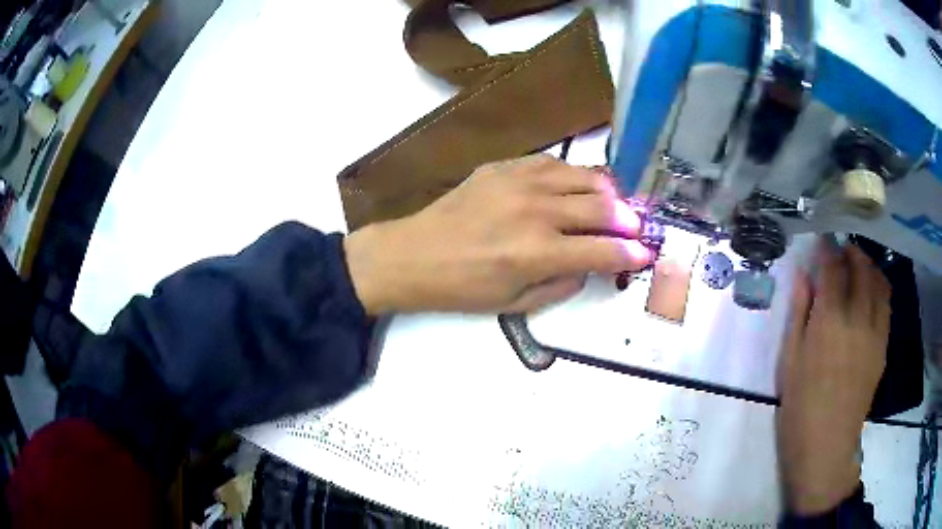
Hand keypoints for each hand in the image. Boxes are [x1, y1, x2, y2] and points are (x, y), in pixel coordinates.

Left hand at [343, 155, 652, 314]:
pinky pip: (554, 163)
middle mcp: (536, 212)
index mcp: (538, 253)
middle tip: (637, 228)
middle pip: (602, 209)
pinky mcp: (504, 166)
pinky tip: (576, 185)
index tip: (646, 254)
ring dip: (607, 193)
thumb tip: (591, 265)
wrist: (414, 254)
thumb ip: (563, 284)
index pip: (603, 251)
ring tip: (613, 205)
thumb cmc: (463, 288)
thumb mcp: (516, 303)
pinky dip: (573, 175)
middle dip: (628, 221)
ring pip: (583, 178)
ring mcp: (520, 182)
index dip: (631, 254)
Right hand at [777, 241, 890, 514]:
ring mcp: (875, 332)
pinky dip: (879, 288)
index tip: (823, 241)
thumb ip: (799, 312)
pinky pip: (886, 305)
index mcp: (830, 321)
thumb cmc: (800, 406)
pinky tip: (871, 293)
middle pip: (861, 268)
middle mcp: (857, 317)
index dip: (828, 249)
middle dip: (851, 252)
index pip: (834, 268)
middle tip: (841, 250)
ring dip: (869, 266)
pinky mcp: (883, 346)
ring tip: (859, 265)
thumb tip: (805, 277)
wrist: (826, 445)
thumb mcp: (790, 359)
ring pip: (879, 283)